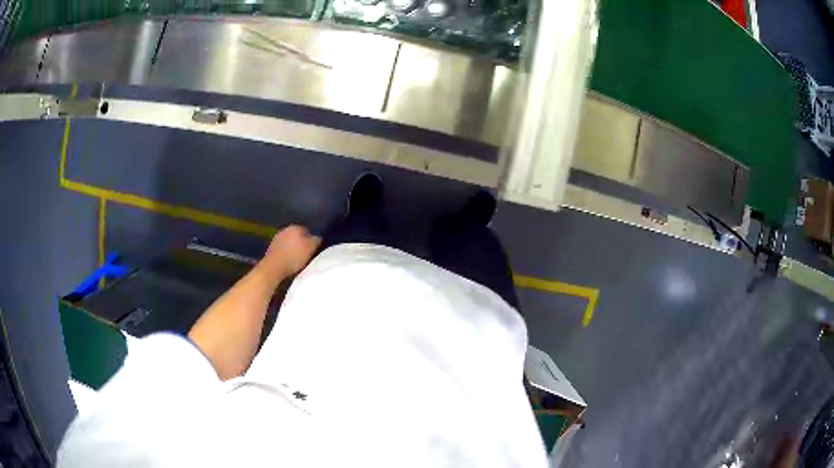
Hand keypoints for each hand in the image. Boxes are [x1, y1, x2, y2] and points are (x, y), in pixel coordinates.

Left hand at [259, 225, 320, 279]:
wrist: (274, 267)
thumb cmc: (294, 257)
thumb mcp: (311, 248)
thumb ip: (316, 240)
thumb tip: (318, 237)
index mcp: (295, 227)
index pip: (307, 231)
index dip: (312, 240)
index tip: (313, 250)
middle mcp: (285, 229)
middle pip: (297, 236)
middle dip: (301, 243)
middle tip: (306, 255)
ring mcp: (276, 238)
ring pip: (289, 242)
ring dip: (293, 249)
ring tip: (297, 260)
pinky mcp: (271, 248)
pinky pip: (282, 249)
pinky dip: (286, 254)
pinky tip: (288, 262)